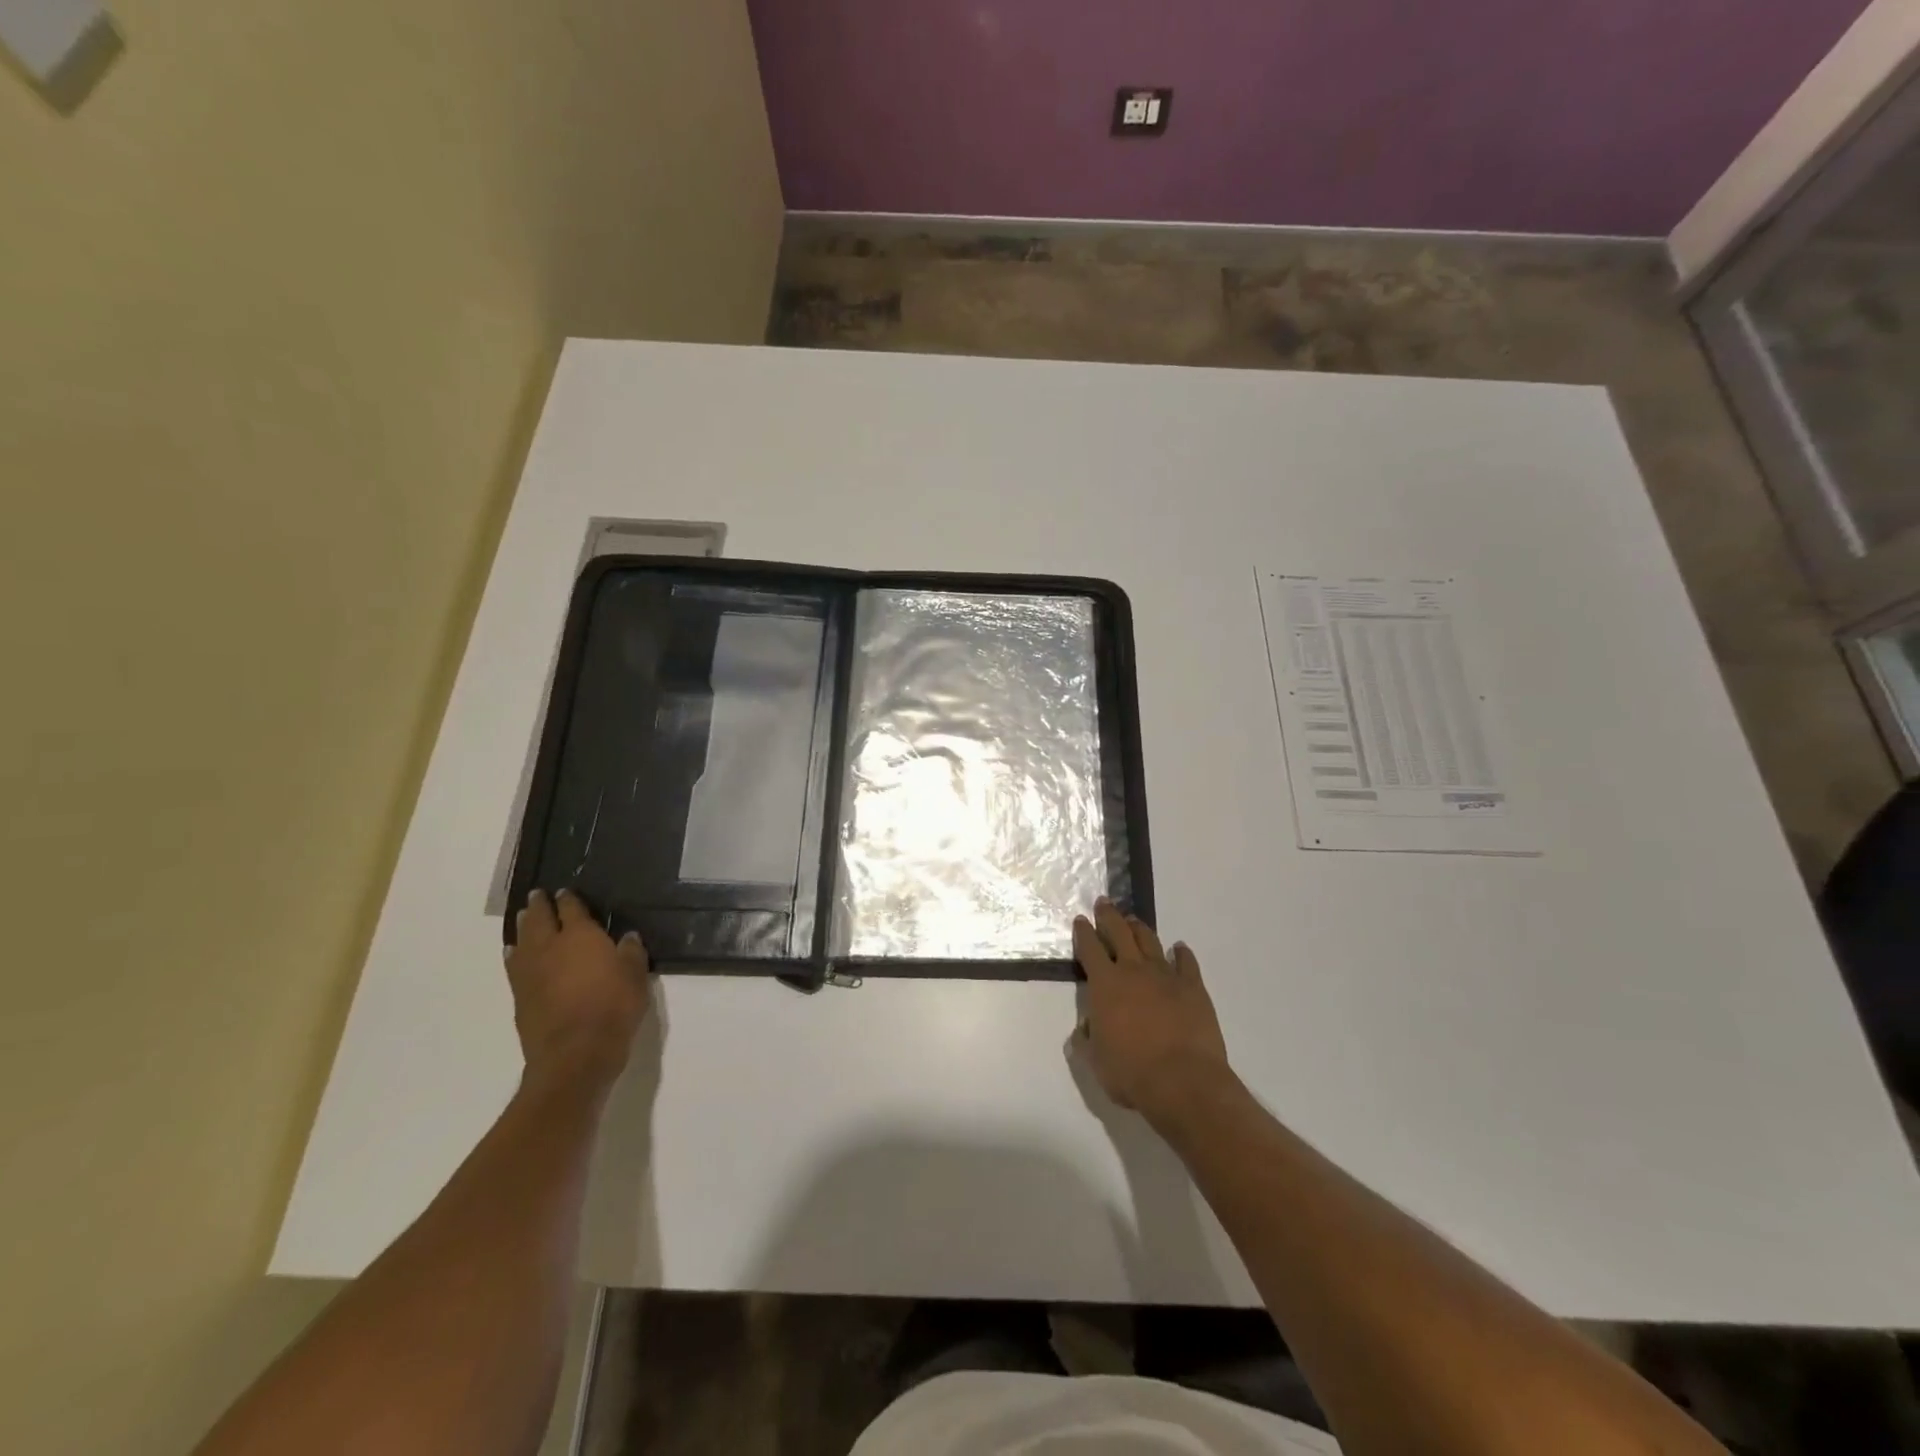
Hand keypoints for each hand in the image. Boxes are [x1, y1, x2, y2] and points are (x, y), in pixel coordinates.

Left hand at [507, 889, 652, 1091]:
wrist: (575, 1054)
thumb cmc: (613, 1008)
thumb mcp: (636, 976)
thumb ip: (631, 952)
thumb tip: (627, 937)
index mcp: (581, 935)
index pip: (572, 909)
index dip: (569, 898)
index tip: (566, 891)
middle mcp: (550, 946)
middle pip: (540, 919)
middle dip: (539, 905)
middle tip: (538, 895)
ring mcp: (530, 971)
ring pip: (522, 939)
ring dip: (523, 926)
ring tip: (523, 917)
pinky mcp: (520, 995)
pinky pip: (514, 964)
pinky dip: (514, 953)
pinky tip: (514, 952)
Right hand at [1071, 898, 1231, 1124]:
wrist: (1183, 1081)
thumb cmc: (1131, 1073)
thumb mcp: (1096, 1061)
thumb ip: (1087, 1040)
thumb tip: (1087, 1027)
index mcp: (1105, 985)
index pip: (1089, 948)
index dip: (1083, 932)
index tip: (1081, 920)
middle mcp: (1133, 971)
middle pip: (1119, 932)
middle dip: (1109, 916)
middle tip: (1104, 903)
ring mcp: (1166, 976)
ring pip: (1149, 941)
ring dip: (1139, 928)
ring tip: (1133, 920)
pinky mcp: (1193, 987)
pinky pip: (1186, 962)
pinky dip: (1181, 953)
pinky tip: (1179, 948)